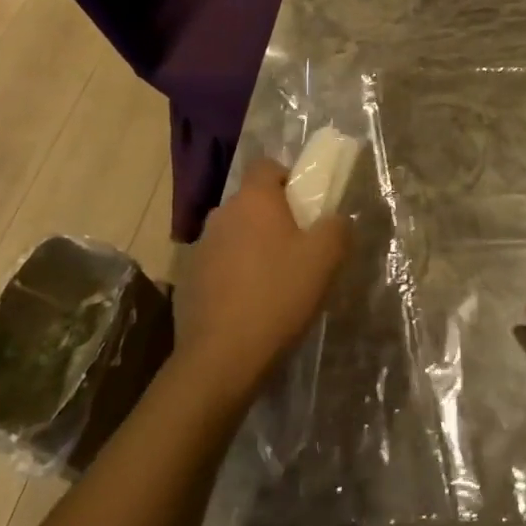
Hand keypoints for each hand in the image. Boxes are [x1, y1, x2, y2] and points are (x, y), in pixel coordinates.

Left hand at [169, 159, 349, 412]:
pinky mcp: (188, 281)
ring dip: (252, 247)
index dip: (288, 178)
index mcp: (253, 199)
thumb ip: (338, 227)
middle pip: (251, 202)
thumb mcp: (326, 258)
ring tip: (275, 282)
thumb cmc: (277, 295)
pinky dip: (235, 276)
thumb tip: (336, 219)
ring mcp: (200, 248)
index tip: (305, 206)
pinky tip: (250, 306)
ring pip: (235, 234)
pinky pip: (219, 265)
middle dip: (273, 218)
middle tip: (298, 248)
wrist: (220, 358)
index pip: (267, 166)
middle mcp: (222, 214)